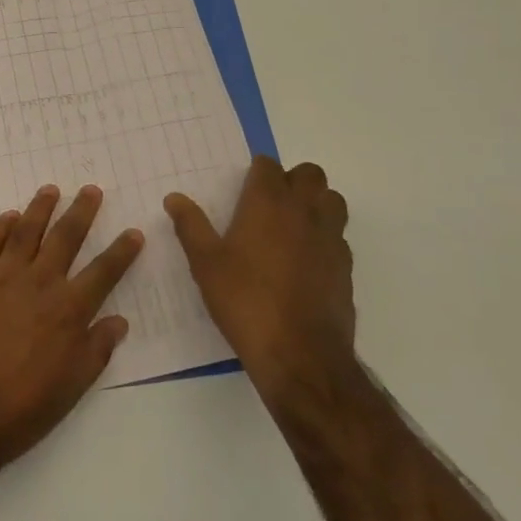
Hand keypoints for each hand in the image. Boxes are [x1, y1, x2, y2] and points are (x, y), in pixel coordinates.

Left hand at [0, 185, 142, 476]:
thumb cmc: (19, 411)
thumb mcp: (70, 389)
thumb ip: (96, 351)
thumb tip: (119, 322)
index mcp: (68, 311)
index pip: (104, 272)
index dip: (122, 251)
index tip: (133, 233)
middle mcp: (39, 284)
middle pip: (66, 237)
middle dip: (82, 212)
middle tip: (91, 190)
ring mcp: (2, 278)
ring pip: (26, 231)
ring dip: (41, 208)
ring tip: (51, 190)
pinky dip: (0, 227)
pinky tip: (8, 217)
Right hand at [165, 157, 354, 403]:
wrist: (299, 354)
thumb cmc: (245, 301)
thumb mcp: (206, 264)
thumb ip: (191, 226)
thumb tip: (174, 198)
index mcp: (268, 203)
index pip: (268, 165)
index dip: (256, 172)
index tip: (244, 188)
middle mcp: (304, 211)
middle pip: (309, 175)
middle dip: (292, 180)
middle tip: (270, 204)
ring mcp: (330, 238)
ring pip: (332, 201)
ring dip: (316, 203)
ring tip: (293, 226)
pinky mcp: (346, 266)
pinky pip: (339, 236)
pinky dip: (325, 237)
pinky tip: (306, 261)